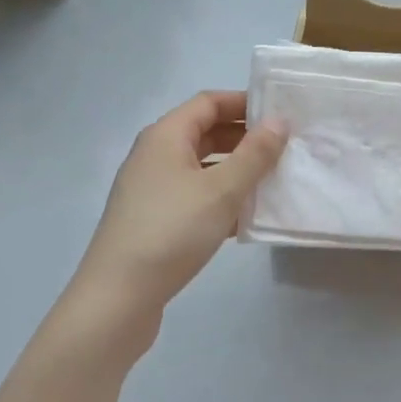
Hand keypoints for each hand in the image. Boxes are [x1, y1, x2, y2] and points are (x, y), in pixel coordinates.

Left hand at [66, 91, 285, 352]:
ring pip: (201, 167)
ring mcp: (151, 189)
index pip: (208, 102)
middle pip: (204, 133)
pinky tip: (247, 218)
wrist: (117, 299)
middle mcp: (154, 155)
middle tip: (283, 148)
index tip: (279, 113)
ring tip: (272, 181)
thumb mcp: (221, 190)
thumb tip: (278, 120)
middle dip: (243, 138)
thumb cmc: (171, 231)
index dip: (243, 103)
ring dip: (235, 171)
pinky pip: (193, 196)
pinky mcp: (153, 221)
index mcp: (165, 135)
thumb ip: (254, 154)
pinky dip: (220, 199)